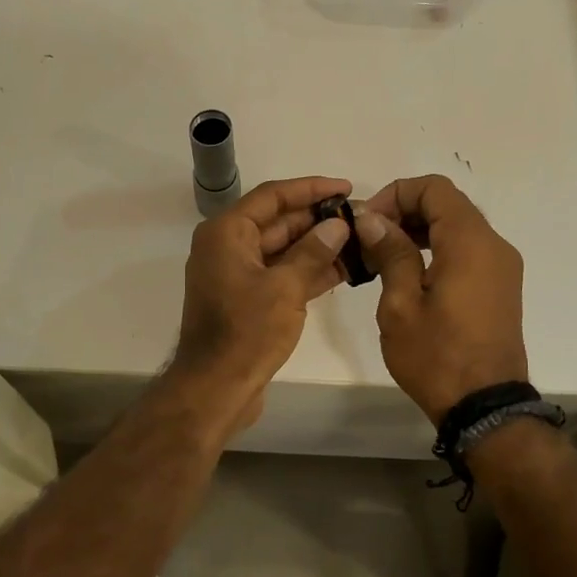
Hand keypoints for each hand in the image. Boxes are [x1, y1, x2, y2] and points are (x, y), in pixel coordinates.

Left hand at [166, 176, 353, 433]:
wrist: (215, 388)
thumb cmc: (246, 332)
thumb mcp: (285, 288)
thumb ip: (313, 252)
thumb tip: (337, 225)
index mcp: (226, 233)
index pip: (272, 196)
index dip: (311, 188)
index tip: (346, 188)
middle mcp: (227, 246)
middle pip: (278, 222)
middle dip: (318, 219)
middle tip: (361, 217)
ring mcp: (237, 274)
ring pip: (282, 250)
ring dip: (318, 246)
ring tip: (360, 241)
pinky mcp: (247, 299)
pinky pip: (280, 274)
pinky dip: (308, 271)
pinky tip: (344, 269)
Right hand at [353, 175, 528, 422]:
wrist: (485, 407)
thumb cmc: (437, 356)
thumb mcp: (401, 304)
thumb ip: (390, 252)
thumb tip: (372, 218)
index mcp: (470, 242)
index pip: (434, 188)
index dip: (395, 194)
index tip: (367, 223)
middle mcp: (493, 245)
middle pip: (447, 204)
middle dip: (404, 211)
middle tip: (369, 240)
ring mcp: (502, 266)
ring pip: (457, 226)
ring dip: (418, 230)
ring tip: (382, 258)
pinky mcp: (500, 286)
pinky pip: (467, 250)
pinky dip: (436, 248)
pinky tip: (409, 275)